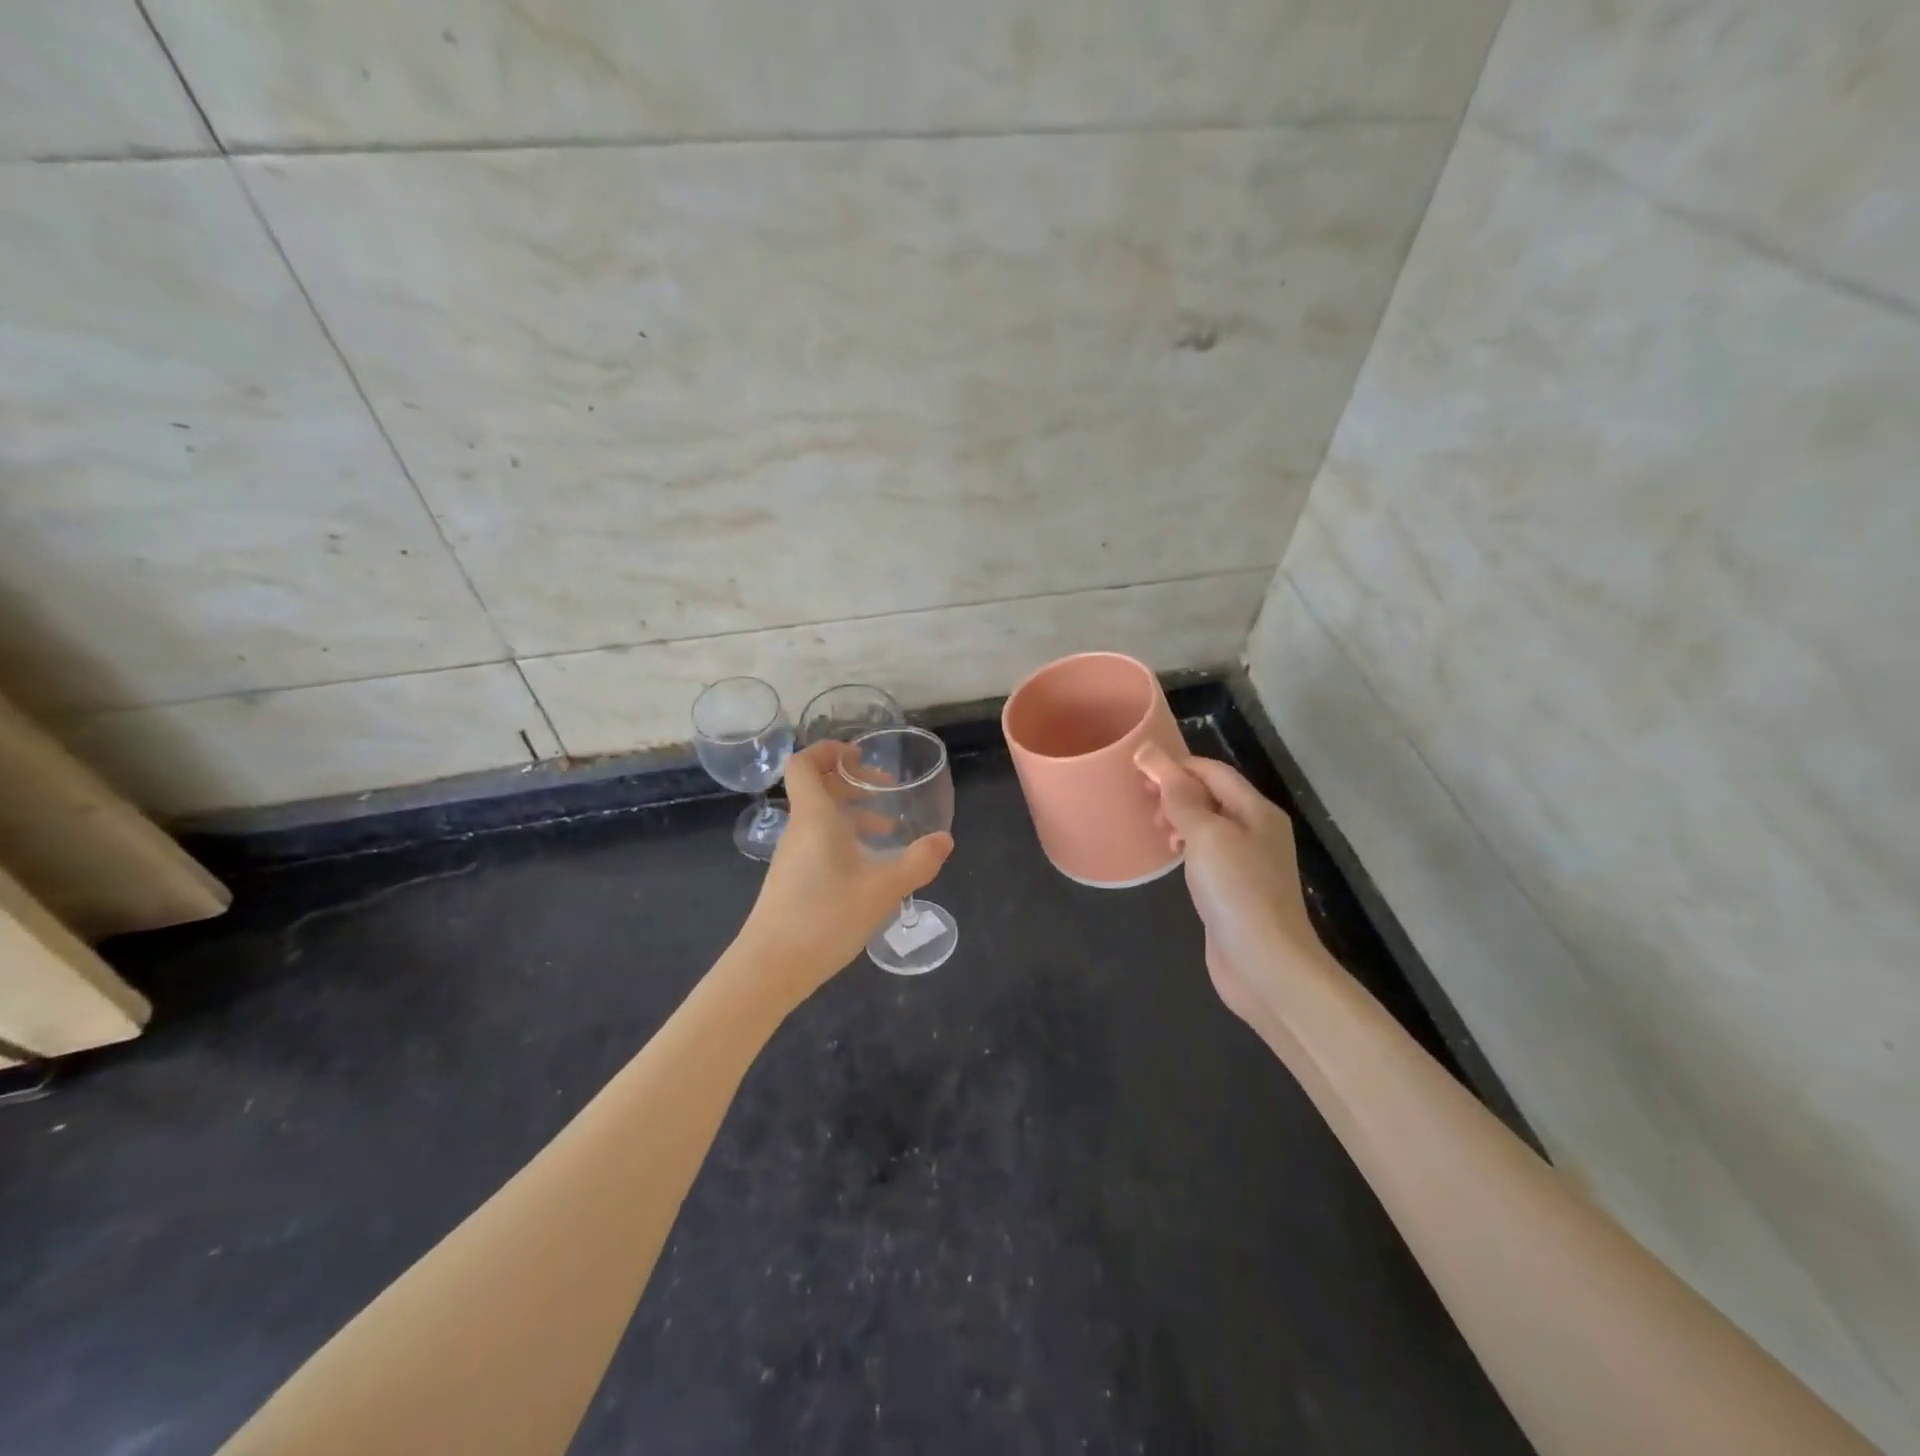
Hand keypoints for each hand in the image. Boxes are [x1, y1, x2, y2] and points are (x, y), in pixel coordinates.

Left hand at [737, 740, 952, 1002]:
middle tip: (887, 789)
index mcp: (815, 817)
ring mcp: (793, 856)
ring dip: (853, 813)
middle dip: (852, 781)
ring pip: (821, 818)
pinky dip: (845, 839)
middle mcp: (800, 829)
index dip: (829, 750)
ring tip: (890, 829)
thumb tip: (945, 840)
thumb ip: (916, 863)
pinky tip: (870, 866)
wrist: (770, 968)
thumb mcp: (881, 890)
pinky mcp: (793, 880)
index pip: (805, 763)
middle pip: (817, 788)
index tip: (860, 756)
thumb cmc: (824, 918)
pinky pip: (819, 842)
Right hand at [1134, 744, 1326, 1032]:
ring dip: (1178, 818)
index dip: (1176, 765)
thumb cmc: (1237, 890)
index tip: (1137, 770)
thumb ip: (1179, 796)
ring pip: (1207, 825)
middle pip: (1211, 795)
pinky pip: (1206, 853)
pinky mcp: (1235, 890)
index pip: (1213, 771)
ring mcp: (1247, 862)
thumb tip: (1150, 754)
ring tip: (1153, 828)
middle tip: (1140, 801)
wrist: (1265, 964)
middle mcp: (1256, 830)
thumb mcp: (1206, 835)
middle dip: (1174, 791)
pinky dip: (1185, 846)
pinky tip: (1169, 856)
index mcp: (1256, 810)